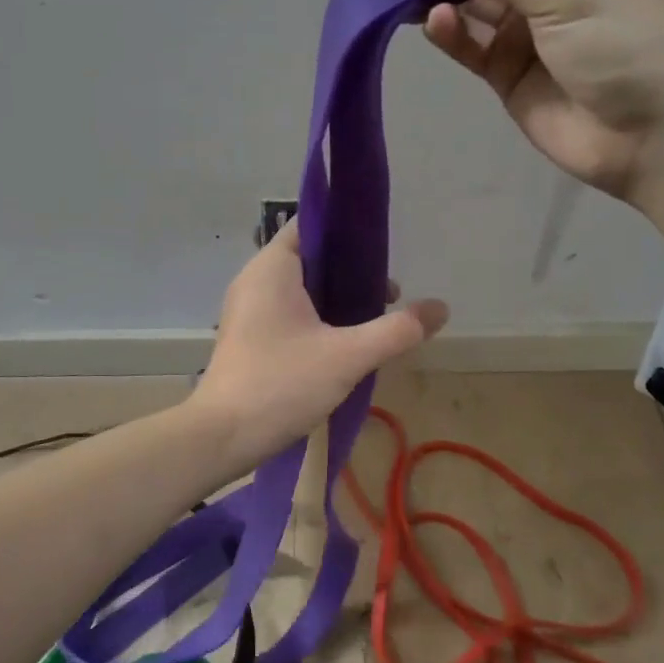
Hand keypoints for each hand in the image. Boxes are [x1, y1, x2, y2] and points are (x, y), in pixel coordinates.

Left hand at [191, 222, 446, 468]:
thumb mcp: (348, 356)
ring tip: (374, 320)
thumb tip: (441, 308)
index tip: (382, 247)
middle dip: (350, 271)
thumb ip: (396, 330)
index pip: (310, 225)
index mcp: (272, 268)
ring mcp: (248, 310)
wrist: (222, 437)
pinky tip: (344, 344)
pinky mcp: (249, 337)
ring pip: (300, 289)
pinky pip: (288, 312)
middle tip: (388, 292)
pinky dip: (317, 318)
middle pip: (310, 258)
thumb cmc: (281, 384)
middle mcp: (255, 280)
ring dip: (336, 298)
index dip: (346, 229)